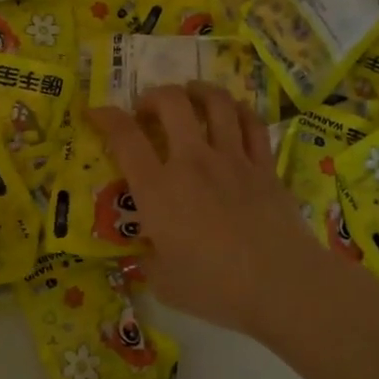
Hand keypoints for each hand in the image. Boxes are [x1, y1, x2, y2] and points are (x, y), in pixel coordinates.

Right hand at [90, 85, 328, 338]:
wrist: (282, 285)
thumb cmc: (215, 287)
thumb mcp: (163, 282)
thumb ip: (149, 260)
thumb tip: (147, 253)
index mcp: (158, 189)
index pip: (124, 137)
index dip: (106, 117)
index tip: (96, 112)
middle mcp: (192, 162)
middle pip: (171, 103)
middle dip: (153, 96)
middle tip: (148, 110)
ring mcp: (232, 159)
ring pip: (216, 103)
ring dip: (198, 91)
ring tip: (190, 94)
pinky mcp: (265, 166)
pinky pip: (252, 124)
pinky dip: (239, 111)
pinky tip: (232, 112)